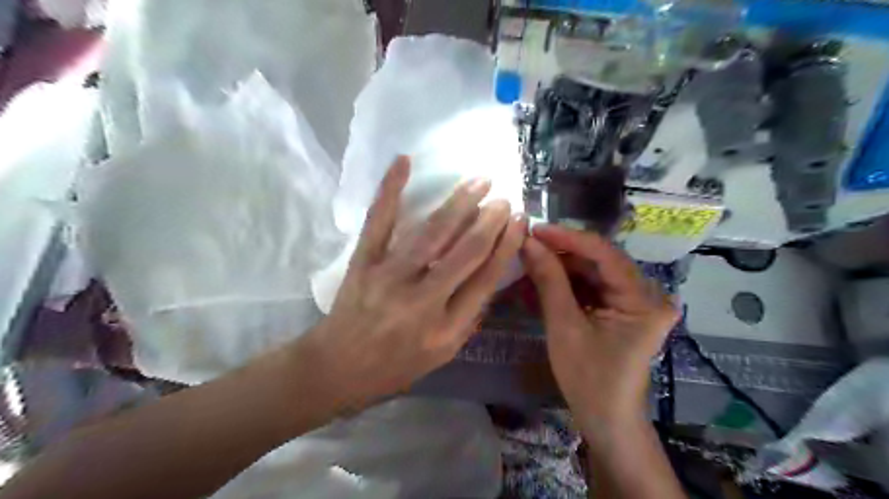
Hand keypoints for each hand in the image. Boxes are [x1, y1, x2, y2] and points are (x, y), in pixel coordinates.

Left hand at [302, 157, 522, 411]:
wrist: (339, 367)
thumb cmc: (397, 364)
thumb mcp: (443, 353)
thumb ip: (469, 315)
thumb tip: (489, 271)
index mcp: (446, 328)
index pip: (486, 279)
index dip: (506, 246)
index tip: (519, 222)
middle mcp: (422, 301)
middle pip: (465, 252)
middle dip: (489, 221)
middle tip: (504, 199)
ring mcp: (389, 277)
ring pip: (431, 233)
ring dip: (459, 203)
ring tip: (480, 182)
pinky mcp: (363, 262)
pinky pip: (379, 221)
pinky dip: (390, 189)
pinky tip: (403, 162)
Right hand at [523, 225, 681, 429]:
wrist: (606, 419)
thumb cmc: (587, 379)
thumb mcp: (564, 326)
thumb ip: (549, 280)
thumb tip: (529, 243)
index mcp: (643, 300)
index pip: (604, 254)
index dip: (567, 238)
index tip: (535, 229)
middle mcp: (647, 294)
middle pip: (599, 261)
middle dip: (561, 254)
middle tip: (527, 246)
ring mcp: (636, 301)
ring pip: (593, 272)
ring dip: (561, 268)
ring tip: (529, 263)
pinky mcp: (624, 309)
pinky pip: (593, 287)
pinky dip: (568, 285)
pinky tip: (542, 282)